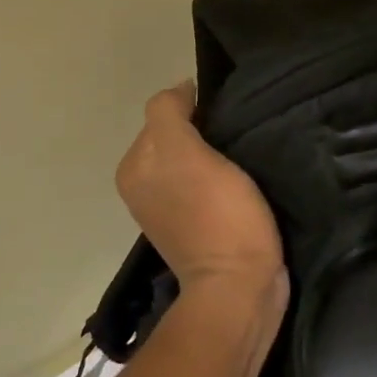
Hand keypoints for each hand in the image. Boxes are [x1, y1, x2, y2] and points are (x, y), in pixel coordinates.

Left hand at [115, 82, 288, 302]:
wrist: (240, 287)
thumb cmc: (215, 214)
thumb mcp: (185, 152)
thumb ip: (170, 112)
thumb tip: (180, 88)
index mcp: (134, 168)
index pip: (163, 113)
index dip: (195, 108)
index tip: (225, 119)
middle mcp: (143, 185)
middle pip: (178, 134)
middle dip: (205, 131)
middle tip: (237, 139)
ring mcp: (169, 208)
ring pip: (195, 158)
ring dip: (217, 154)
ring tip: (243, 160)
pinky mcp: (197, 224)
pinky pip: (208, 182)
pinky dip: (223, 176)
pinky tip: (241, 182)